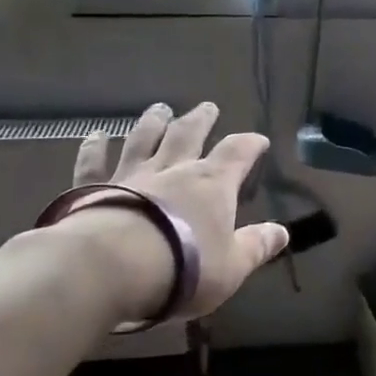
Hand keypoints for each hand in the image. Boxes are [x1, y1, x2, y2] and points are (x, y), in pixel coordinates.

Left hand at [62, 102, 287, 319]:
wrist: (113, 267)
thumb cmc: (184, 268)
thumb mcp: (232, 266)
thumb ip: (257, 246)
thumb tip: (282, 232)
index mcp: (211, 184)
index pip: (236, 154)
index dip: (249, 144)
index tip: (258, 140)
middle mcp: (172, 170)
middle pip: (189, 135)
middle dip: (201, 120)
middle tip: (207, 107)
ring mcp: (130, 176)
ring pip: (144, 140)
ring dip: (153, 123)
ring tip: (160, 109)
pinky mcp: (93, 189)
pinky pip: (94, 164)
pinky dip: (94, 148)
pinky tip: (94, 136)